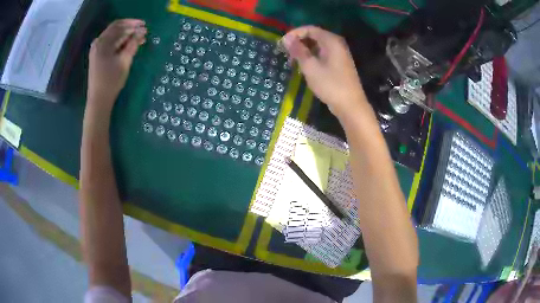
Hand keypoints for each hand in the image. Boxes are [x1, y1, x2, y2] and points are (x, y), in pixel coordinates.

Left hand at [87, 19, 146, 112]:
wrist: (99, 99)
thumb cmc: (111, 80)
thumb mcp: (124, 61)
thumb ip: (133, 43)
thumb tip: (142, 31)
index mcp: (103, 42)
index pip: (120, 26)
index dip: (133, 24)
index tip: (145, 26)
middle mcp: (98, 43)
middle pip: (116, 29)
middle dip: (130, 29)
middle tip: (143, 32)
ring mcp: (97, 49)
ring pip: (114, 36)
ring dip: (126, 35)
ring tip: (138, 39)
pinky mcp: (98, 55)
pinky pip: (110, 42)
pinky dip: (120, 41)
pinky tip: (128, 45)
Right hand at [283, 26, 365, 117]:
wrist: (350, 105)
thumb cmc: (330, 85)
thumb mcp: (310, 67)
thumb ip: (298, 51)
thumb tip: (286, 39)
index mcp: (331, 41)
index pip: (310, 29)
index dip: (294, 34)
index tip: (282, 43)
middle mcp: (337, 44)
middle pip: (314, 36)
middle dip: (299, 42)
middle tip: (286, 52)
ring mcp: (339, 54)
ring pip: (318, 46)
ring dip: (304, 50)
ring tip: (292, 60)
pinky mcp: (339, 64)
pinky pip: (323, 54)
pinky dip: (312, 57)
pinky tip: (304, 66)